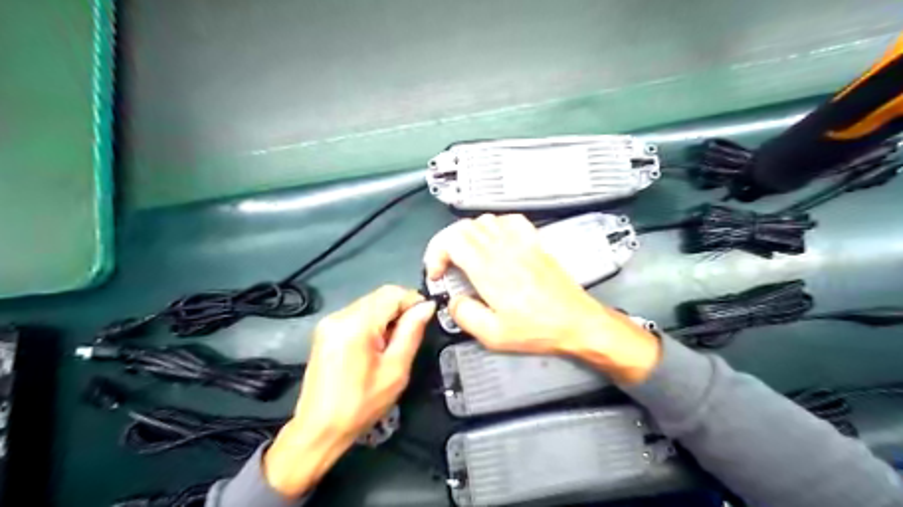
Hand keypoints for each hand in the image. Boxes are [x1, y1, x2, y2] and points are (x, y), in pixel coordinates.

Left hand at [264, 287, 434, 496]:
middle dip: (400, 309)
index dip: (413, 300)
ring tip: (392, 345)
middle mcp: (340, 316)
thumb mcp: (395, 371)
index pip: (392, 293)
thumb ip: (411, 332)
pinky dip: (373, 322)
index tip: (425, 318)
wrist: (319, 429)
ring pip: (370, 303)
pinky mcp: (326, 331)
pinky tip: (376, 345)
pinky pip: (357, 314)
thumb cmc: (361, 405)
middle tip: (410, 335)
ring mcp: (329, 322)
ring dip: (387, 316)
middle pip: (380, 295)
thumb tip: (427, 306)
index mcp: (356, 324)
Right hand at [425, 214, 660, 383]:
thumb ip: (465, 315)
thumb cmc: (538, 329)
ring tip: (466, 256)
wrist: (577, 321)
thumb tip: (454, 301)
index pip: (451, 240)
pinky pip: (510, 220)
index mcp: (489, 270)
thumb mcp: (494, 335)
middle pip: (463, 227)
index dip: (436, 253)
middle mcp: (503, 249)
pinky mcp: (535, 242)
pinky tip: (495, 241)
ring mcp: (521, 242)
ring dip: (468, 235)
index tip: (437, 273)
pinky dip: (495, 226)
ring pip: (484, 220)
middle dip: (446, 244)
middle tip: (446, 266)